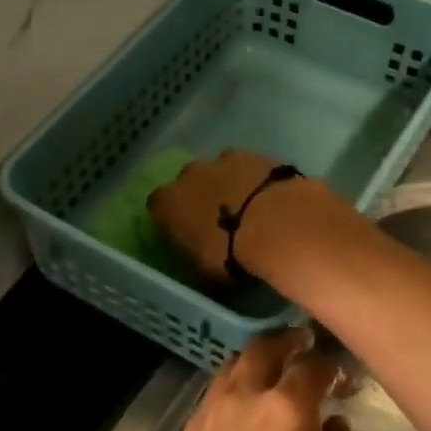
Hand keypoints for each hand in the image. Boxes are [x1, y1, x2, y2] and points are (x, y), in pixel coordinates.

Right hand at [148, 149, 325, 285]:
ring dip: (226, 184)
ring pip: (217, 170)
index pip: (157, 206)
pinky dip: (252, 178)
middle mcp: (188, 176)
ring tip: (246, 208)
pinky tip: (267, 197)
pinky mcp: (253, 155)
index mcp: (168, 204)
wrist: (274, 223)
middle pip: (187, 182)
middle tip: (217, 220)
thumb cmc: (230, 254)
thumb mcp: (206, 275)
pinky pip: (246, 166)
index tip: (183, 232)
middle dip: (198, 197)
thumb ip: (197, 267)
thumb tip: (202, 273)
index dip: (170, 218)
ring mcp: (220, 161)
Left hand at [155, 330, 364, 430]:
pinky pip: (217, 389)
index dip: (333, 365)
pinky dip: (236, 382)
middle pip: (265, 348)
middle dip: (289, 341)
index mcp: (286, 411)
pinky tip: (247, 401)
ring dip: (259, 359)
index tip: (345, 375)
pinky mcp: (190, 429)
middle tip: (306, 345)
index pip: (313, 366)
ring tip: (276, 370)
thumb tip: (335, 426)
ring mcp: (211, 410)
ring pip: (235, 364)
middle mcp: (245, 396)